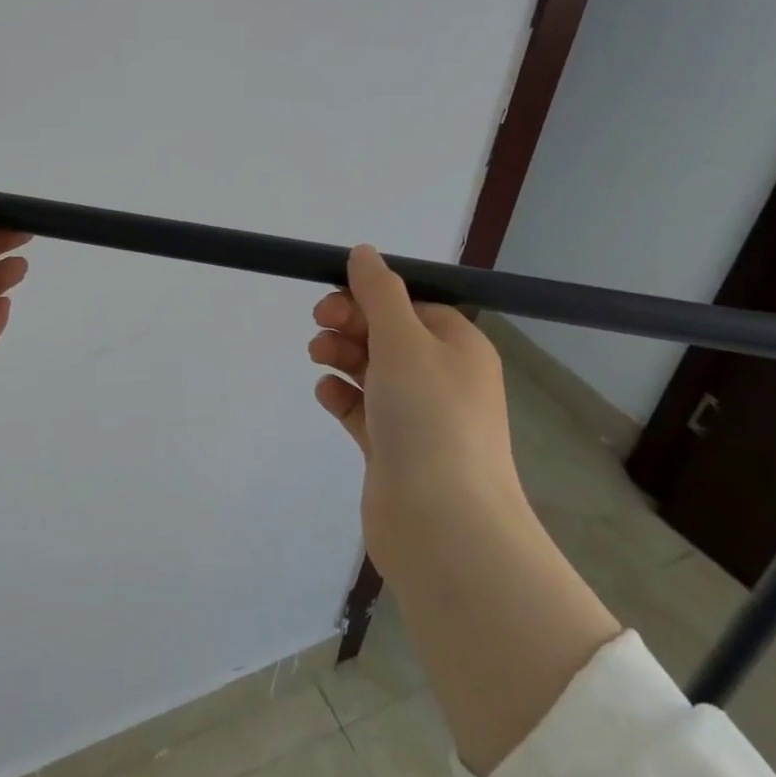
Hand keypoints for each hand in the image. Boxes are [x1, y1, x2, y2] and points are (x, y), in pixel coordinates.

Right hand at [308, 245, 519, 583]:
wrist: (443, 525)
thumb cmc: (429, 418)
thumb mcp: (403, 340)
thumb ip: (379, 292)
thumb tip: (364, 251)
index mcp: (458, 346)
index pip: (410, 304)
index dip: (369, 297)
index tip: (332, 301)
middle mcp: (443, 378)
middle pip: (388, 334)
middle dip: (350, 324)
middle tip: (318, 325)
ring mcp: (418, 417)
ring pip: (372, 370)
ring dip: (342, 356)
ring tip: (317, 358)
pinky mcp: (394, 450)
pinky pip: (363, 410)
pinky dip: (343, 397)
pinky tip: (326, 394)